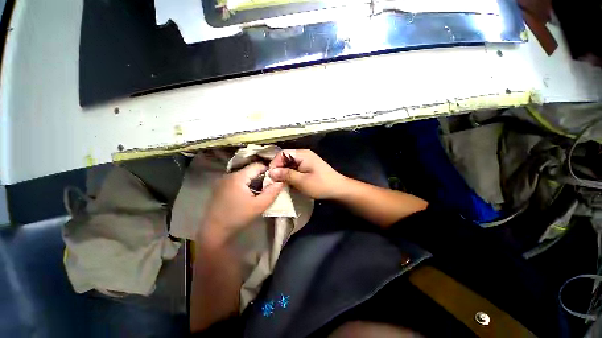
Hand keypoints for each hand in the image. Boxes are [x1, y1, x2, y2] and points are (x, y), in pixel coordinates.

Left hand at [200, 163, 283, 245]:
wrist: (214, 232)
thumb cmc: (238, 217)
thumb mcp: (259, 206)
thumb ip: (272, 192)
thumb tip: (281, 181)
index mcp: (238, 177)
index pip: (257, 165)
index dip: (269, 170)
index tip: (275, 179)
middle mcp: (229, 175)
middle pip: (250, 170)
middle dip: (261, 177)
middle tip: (268, 187)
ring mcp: (223, 181)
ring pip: (244, 175)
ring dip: (254, 181)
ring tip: (259, 192)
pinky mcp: (220, 187)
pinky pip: (237, 181)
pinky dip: (246, 184)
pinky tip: (248, 195)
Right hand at [269, 149, 346, 199]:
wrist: (338, 189)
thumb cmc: (321, 185)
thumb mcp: (302, 181)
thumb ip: (286, 175)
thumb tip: (271, 172)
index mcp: (302, 154)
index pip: (282, 153)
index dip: (274, 163)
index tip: (270, 176)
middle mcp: (303, 154)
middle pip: (285, 158)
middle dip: (278, 169)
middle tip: (274, 181)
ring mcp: (306, 160)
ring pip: (289, 164)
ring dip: (284, 173)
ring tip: (280, 183)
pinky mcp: (308, 167)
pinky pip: (295, 168)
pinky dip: (290, 175)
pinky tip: (289, 182)